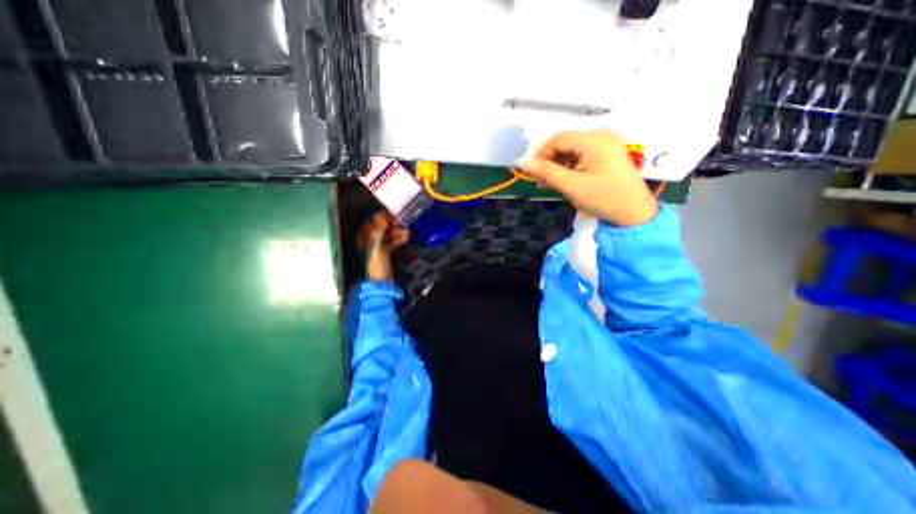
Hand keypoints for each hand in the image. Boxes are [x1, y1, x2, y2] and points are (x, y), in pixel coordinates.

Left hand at [357, 210, 407, 281]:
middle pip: (381, 227)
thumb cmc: (375, 266)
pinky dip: (398, 239)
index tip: (393, 215)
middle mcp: (368, 241)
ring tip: (407, 233)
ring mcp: (377, 247)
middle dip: (392, 225)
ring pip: (387, 234)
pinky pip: (392, 242)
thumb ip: (378, 231)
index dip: (382, 217)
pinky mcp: (385, 253)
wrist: (382, 283)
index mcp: (362, 238)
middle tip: (402, 224)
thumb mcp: (375, 247)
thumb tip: (383, 215)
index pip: (371, 222)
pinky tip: (406, 238)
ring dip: (397, 232)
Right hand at [514, 128, 657, 225]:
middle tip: (542, 182)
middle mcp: (600, 135)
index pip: (557, 140)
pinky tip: (566, 179)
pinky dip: (570, 166)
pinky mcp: (607, 153)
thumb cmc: (604, 199)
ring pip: (571, 150)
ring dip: (558, 165)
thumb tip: (523, 162)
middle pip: (564, 143)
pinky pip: (581, 154)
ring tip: (552, 183)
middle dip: (550, 161)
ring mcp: (606, 143)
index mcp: (594, 140)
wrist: (634, 213)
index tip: (534, 175)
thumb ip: (547, 172)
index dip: (541, 155)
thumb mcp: (572, 186)